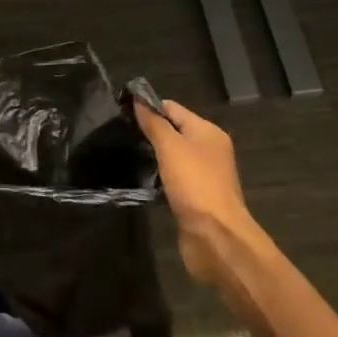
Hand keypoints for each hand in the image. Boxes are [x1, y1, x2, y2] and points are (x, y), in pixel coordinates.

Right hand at [134, 99, 258, 287]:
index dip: (148, 107)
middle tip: (121, 134)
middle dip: (150, 132)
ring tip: (127, 154)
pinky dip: (159, 177)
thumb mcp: (171, 147)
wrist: (216, 236)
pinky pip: (174, 178)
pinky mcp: (196, 197)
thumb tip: (139, 100)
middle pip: (174, 131)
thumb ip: (154, 123)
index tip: (121, 111)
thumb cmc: (195, 184)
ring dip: (154, 156)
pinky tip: (142, 179)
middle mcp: (209, 150)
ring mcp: (204, 175)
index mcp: (207, 132)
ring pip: (173, 157)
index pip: (173, 108)